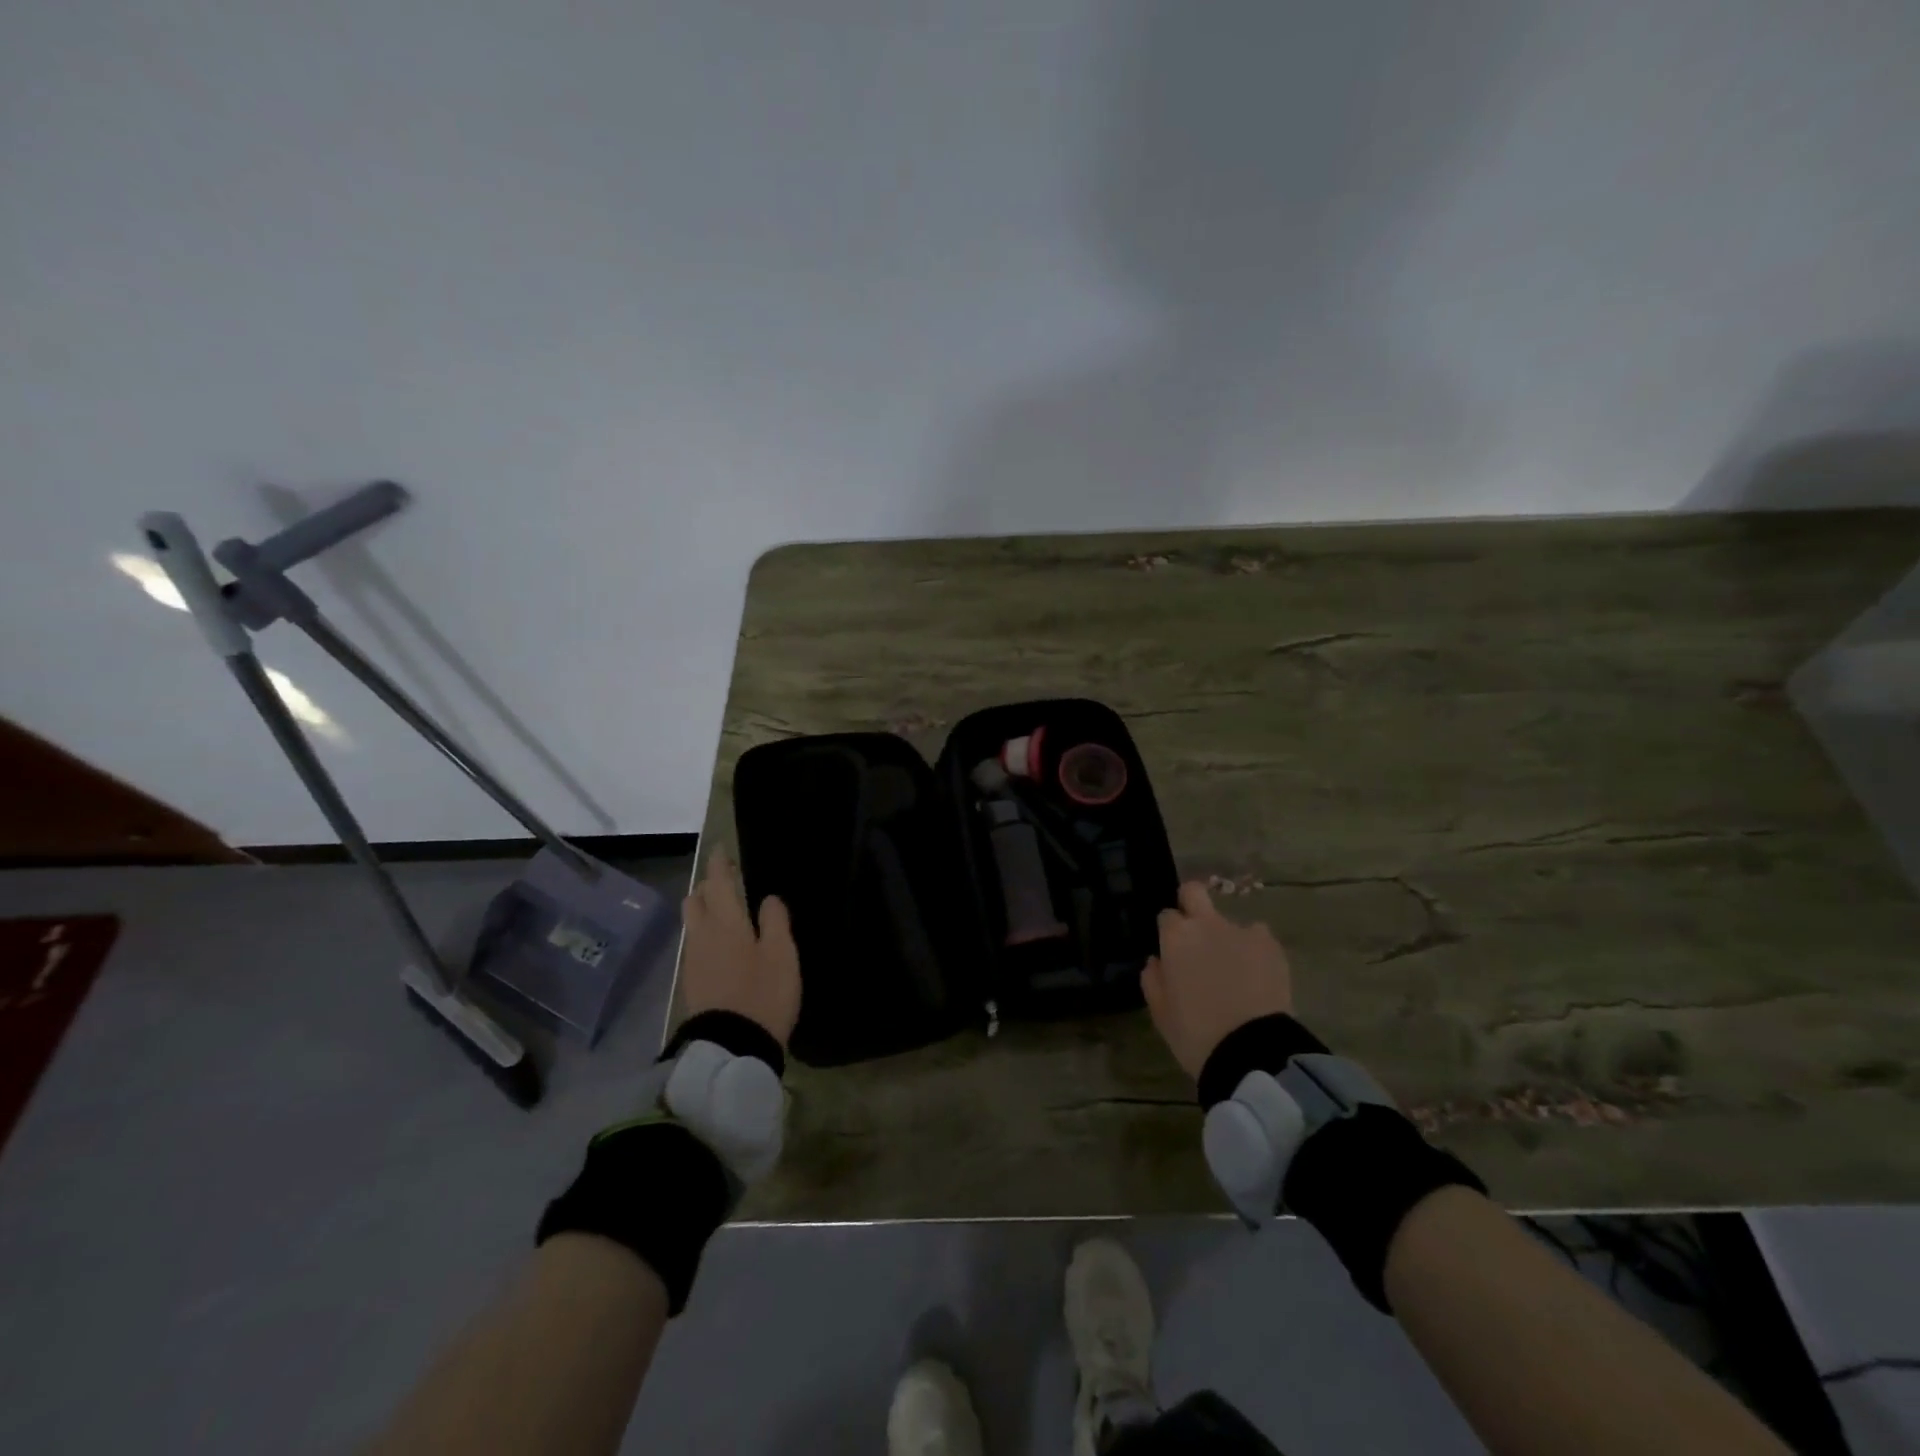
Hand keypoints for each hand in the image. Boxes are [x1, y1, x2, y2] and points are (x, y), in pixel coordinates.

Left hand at [678, 849, 800, 1048]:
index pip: (719, 882)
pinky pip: (695, 943)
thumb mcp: (782, 955)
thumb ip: (775, 922)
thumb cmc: (763, 994)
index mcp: (726, 923)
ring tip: (725, 911)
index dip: (719, 864)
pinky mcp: (692, 981)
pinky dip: (705, 932)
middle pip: (696, 899)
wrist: (732, 1047)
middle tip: (727, 881)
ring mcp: (693, 959)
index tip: (721, 849)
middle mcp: (703, 935)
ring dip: (705, 909)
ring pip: (693, 921)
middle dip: (708, 885)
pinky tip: (721, 943)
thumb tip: (768, 898)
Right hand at [1142, 880, 1293, 1077]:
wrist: (1251, 1051)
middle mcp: (1206, 924)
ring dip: (1226, 937)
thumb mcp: (1161, 1012)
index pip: (1166, 915)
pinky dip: (1255, 950)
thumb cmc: (1195, 1032)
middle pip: (1194, 891)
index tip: (1171, 952)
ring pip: (1229, 921)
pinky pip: (1258, 938)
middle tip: (1196, 934)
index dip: (1168, 932)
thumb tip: (1157, 961)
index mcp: (1176, 938)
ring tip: (1234, 970)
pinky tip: (1257, 975)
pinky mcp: (1271, 945)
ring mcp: (1242, 931)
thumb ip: (1153, 979)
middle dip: (1191, 903)